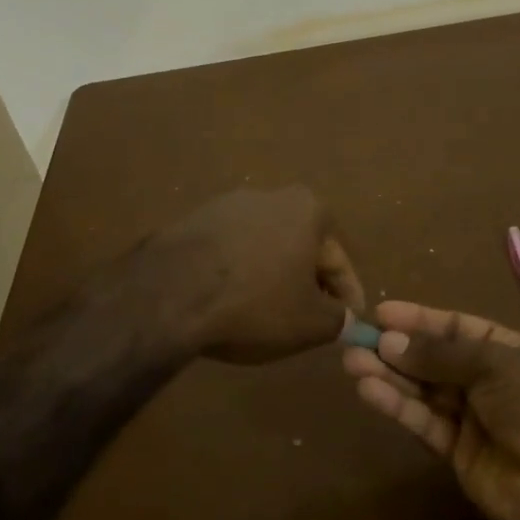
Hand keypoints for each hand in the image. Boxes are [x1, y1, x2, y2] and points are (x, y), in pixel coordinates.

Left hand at [139, 186, 363, 363]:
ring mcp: (225, 206)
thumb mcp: (310, 323)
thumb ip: (338, 319)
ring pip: (263, 249)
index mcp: (307, 209)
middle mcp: (269, 196)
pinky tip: (230, 303)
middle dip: (308, 283)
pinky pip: (228, 253)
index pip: (338, 261)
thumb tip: (345, 320)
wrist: (169, 294)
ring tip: (267, 314)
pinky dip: (236, 275)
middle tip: (310, 319)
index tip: (350, 322)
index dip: (348, 297)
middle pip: (300, 248)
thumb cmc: (255, 303)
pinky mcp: (190, 222)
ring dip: (270, 277)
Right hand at [342, 301, 519, 519]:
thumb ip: (439, 354)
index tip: (381, 312)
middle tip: (356, 339)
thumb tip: (390, 341)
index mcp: (505, 350)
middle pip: (433, 358)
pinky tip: (369, 390)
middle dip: (396, 348)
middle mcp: (485, 380)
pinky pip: (422, 421)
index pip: (455, 327)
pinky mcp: (455, 452)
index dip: (419, 319)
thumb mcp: (494, 364)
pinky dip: (396, 406)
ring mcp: (470, 417)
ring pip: (421, 389)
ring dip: (388, 375)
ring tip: (352, 362)